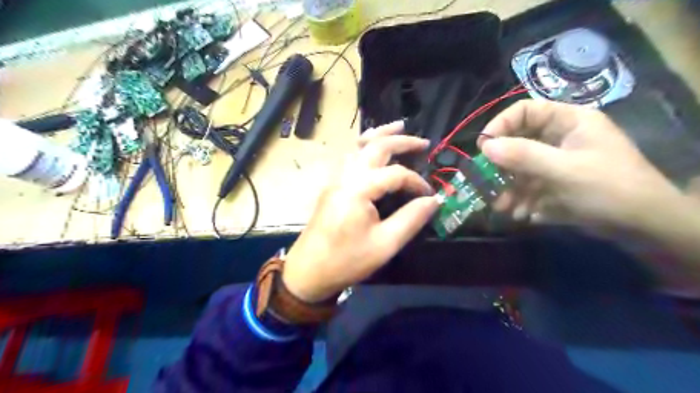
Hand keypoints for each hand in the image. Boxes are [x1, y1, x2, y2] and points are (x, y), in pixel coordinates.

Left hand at [283, 121, 434, 301]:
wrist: (308, 271)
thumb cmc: (347, 260)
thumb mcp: (385, 244)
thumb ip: (411, 219)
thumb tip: (434, 200)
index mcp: (359, 188)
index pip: (396, 174)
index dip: (416, 182)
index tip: (429, 196)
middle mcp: (346, 176)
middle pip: (375, 146)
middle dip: (401, 140)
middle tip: (423, 142)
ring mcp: (335, 179)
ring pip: (358, 146)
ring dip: (380, 135)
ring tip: (399, 127)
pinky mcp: (331, 186)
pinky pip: (350, 156)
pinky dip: (365, 146)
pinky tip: (373, 149)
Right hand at [479, 99, 681, 230]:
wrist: (642, 226)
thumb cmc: (608, 188)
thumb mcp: (564, 170)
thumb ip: (524, 156)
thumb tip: (485, 147)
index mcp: (568, 121)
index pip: (525, 111)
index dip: (501, 125)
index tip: (484, 147)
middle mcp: (559, 138)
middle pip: (517, 141)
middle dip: (501, 165)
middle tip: (487, 183)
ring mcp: (555, 162)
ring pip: (518, 168)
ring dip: (507, 187)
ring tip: (503, 207)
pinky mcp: (552, 183)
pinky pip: (527, 186)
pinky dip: (519, 199)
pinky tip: (521, 214)